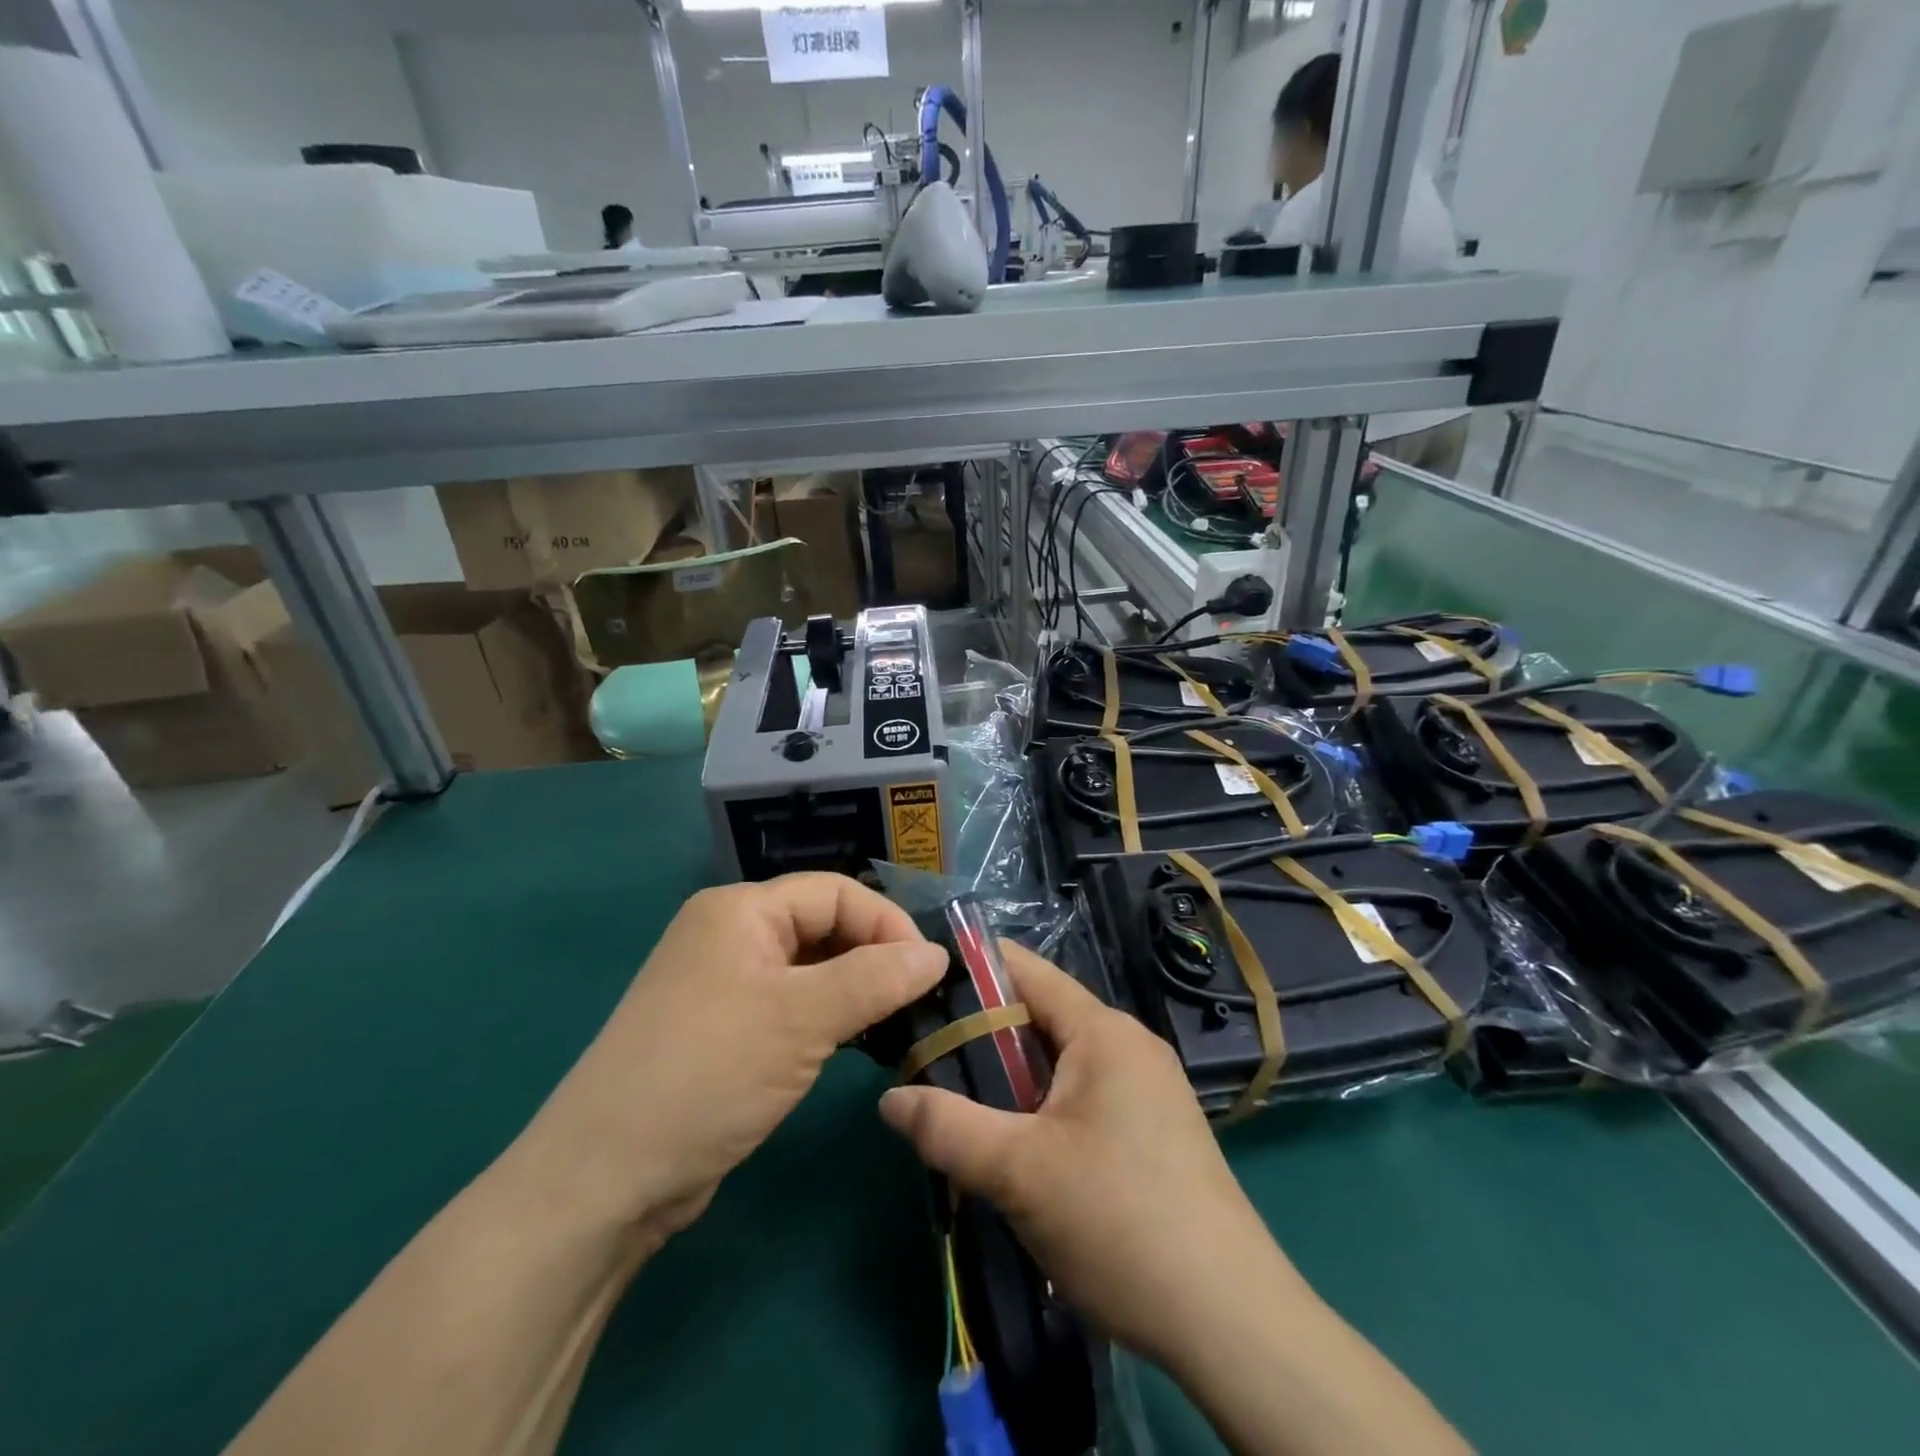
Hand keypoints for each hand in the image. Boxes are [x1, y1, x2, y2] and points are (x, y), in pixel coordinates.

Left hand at [520, 874, 947, 1241]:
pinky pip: (791, 1005)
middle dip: (873, 957)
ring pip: (810, 969)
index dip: (886, 924)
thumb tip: (937, 955)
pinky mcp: (725, 1031)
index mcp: (740, 910)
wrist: (605, 1180)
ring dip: (854, 990)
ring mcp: (724, 984)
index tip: (929, 971)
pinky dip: (828, 1018)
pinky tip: (854, 1045)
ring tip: (895, 1024)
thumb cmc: (708, 1074)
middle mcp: (730, 935)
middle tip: (918, 1001)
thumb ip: (876, 978)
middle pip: (823, 926)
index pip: (835, 892)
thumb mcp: (802, 1019)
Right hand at [878, 943, 1291, 1365]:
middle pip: (1041, 1017)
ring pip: (1061, 1063)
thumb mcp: (1018, 1172)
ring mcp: (1147, 1088)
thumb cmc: (1119, 1220)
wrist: (1229, 1320)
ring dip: (1011, 1078)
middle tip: (925, 1058)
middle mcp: (1129, 1044)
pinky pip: (1083, 1096)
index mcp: (1102, 1030)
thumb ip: (947, 1127)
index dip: (973, 969)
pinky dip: (1042, 1107)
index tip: (921, 985)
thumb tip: (890, 1099)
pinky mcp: (1154, 1130)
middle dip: (983, 1035)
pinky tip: (1014, 1145)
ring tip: (958, 1102)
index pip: (1027, 971)